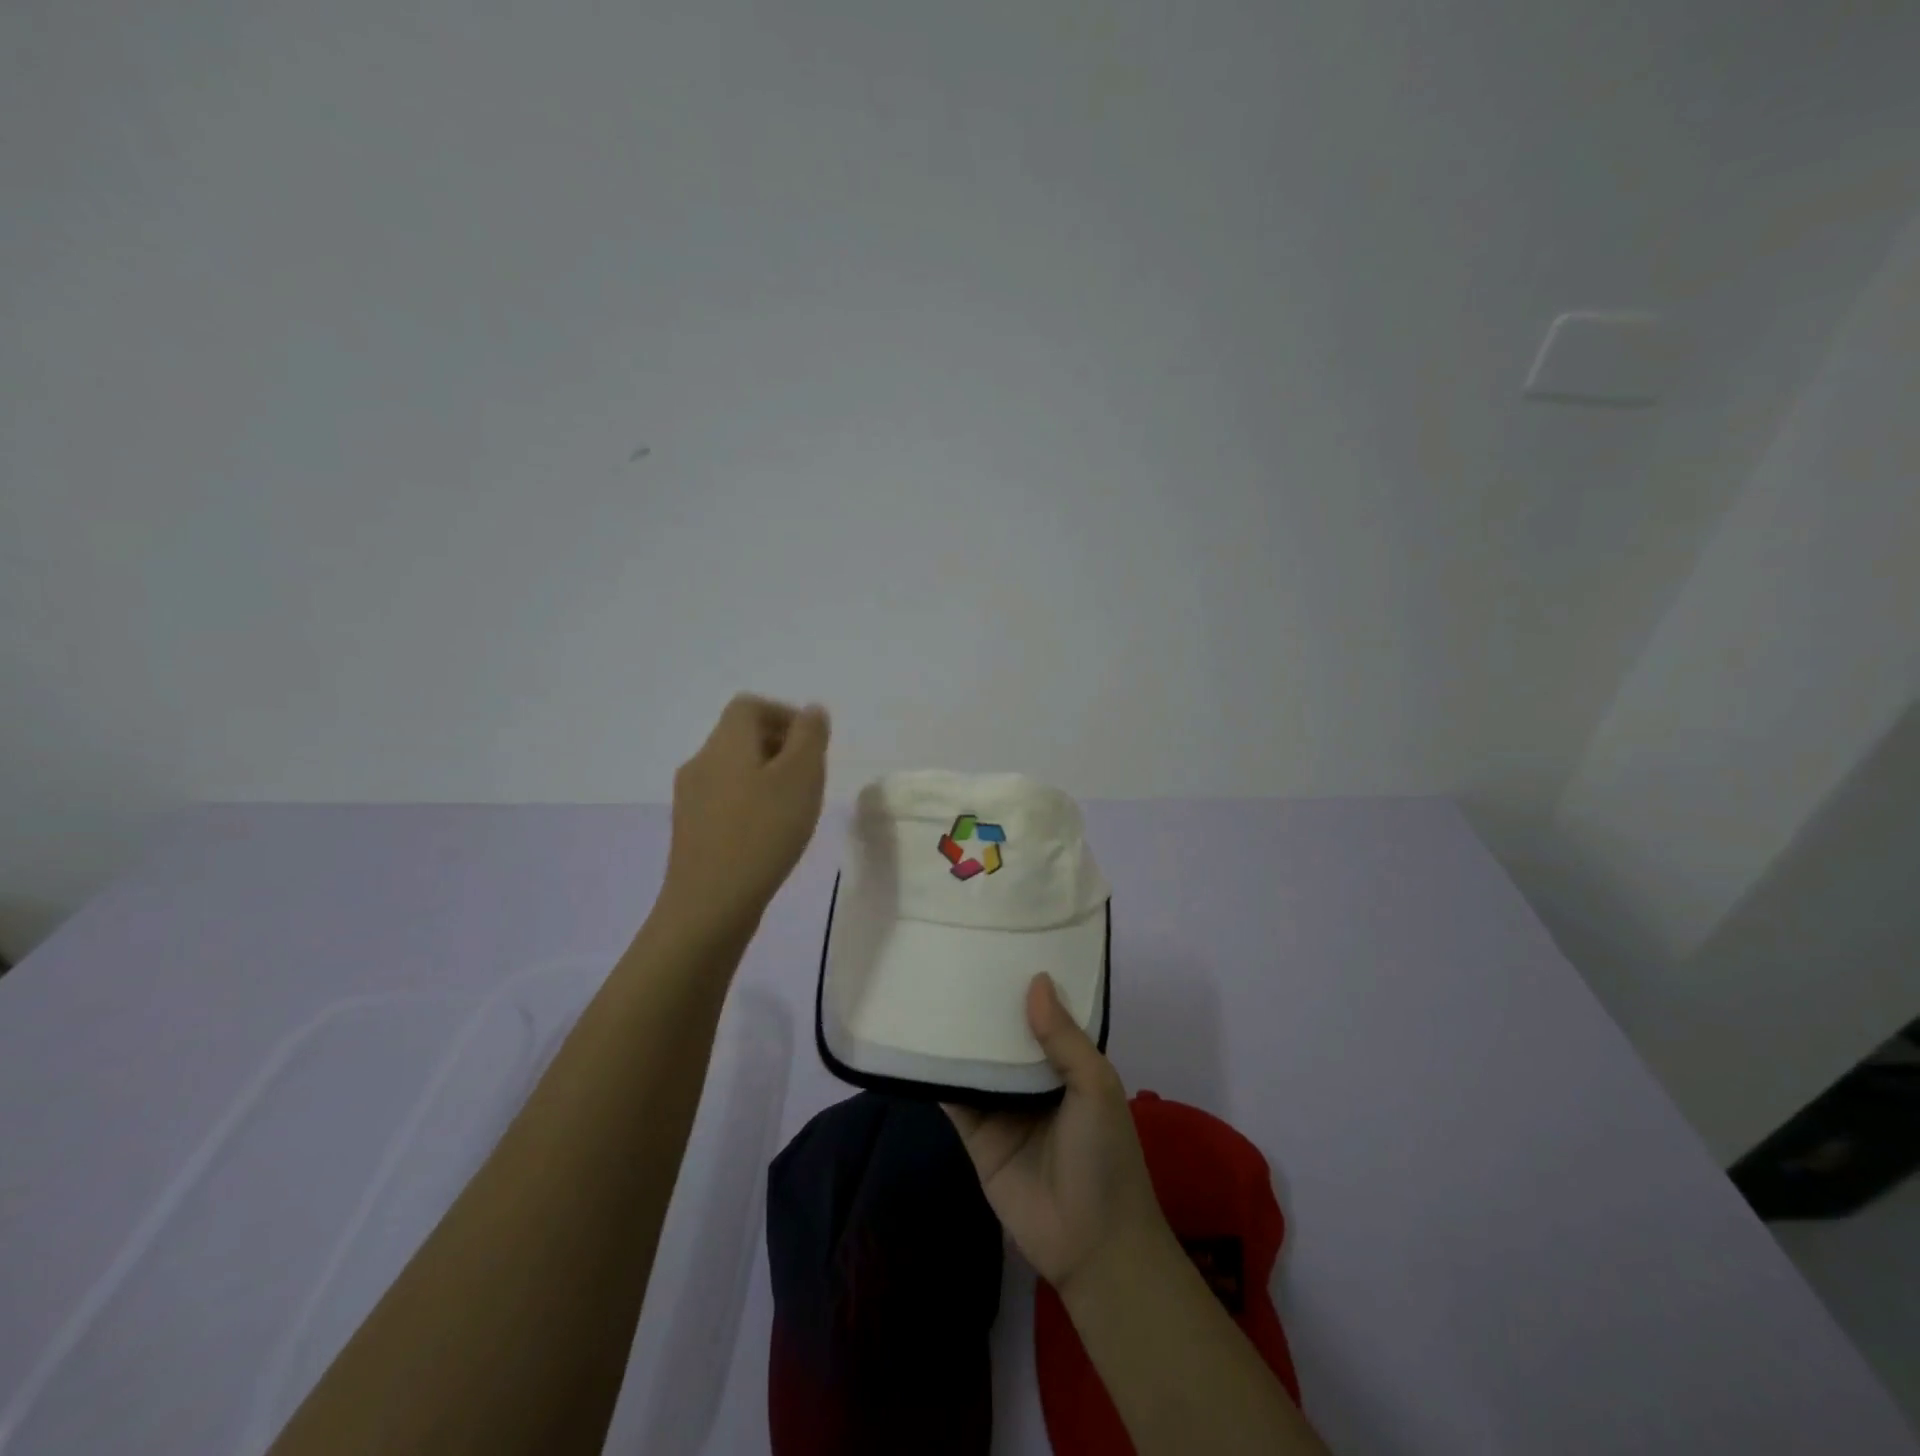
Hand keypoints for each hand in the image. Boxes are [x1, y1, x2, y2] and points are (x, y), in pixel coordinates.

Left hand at [660, 694, 829, 936]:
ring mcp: (690, 798)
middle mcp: (701, 762)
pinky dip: (751, 803)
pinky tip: (769, 834)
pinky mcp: (691, 830)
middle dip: (780, 747)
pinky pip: (725, 799)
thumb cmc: (763, 833)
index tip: (812, 744)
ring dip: (767, 777)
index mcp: (725, 743)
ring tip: (794, 808)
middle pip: (740, 736)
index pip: (749, 705)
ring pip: (734, 770)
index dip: (784, 714)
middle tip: (810, 778)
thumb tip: (811, 711)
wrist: (709, 905)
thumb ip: (809, 737)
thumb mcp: (801, 777)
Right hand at [945, 974, 1172, 1295]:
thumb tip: (1036, 979)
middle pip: (1002, 1033)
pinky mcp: (975, 1133)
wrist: (1091, 1245)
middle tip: (952, 953)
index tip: (999, 943)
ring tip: (927, 983)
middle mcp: (1032, 1078)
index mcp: (1067, 1062)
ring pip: (975, 1059)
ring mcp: (1002, 1105)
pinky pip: (953, 1096)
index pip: (1042, 1013)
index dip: (1024, 983)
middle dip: (984, 1003)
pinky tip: (913, 1040)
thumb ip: (1064, 1037)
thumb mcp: (1096, 1085)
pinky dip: (935, 1073)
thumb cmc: (1105, 1155)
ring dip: (956, 1032)